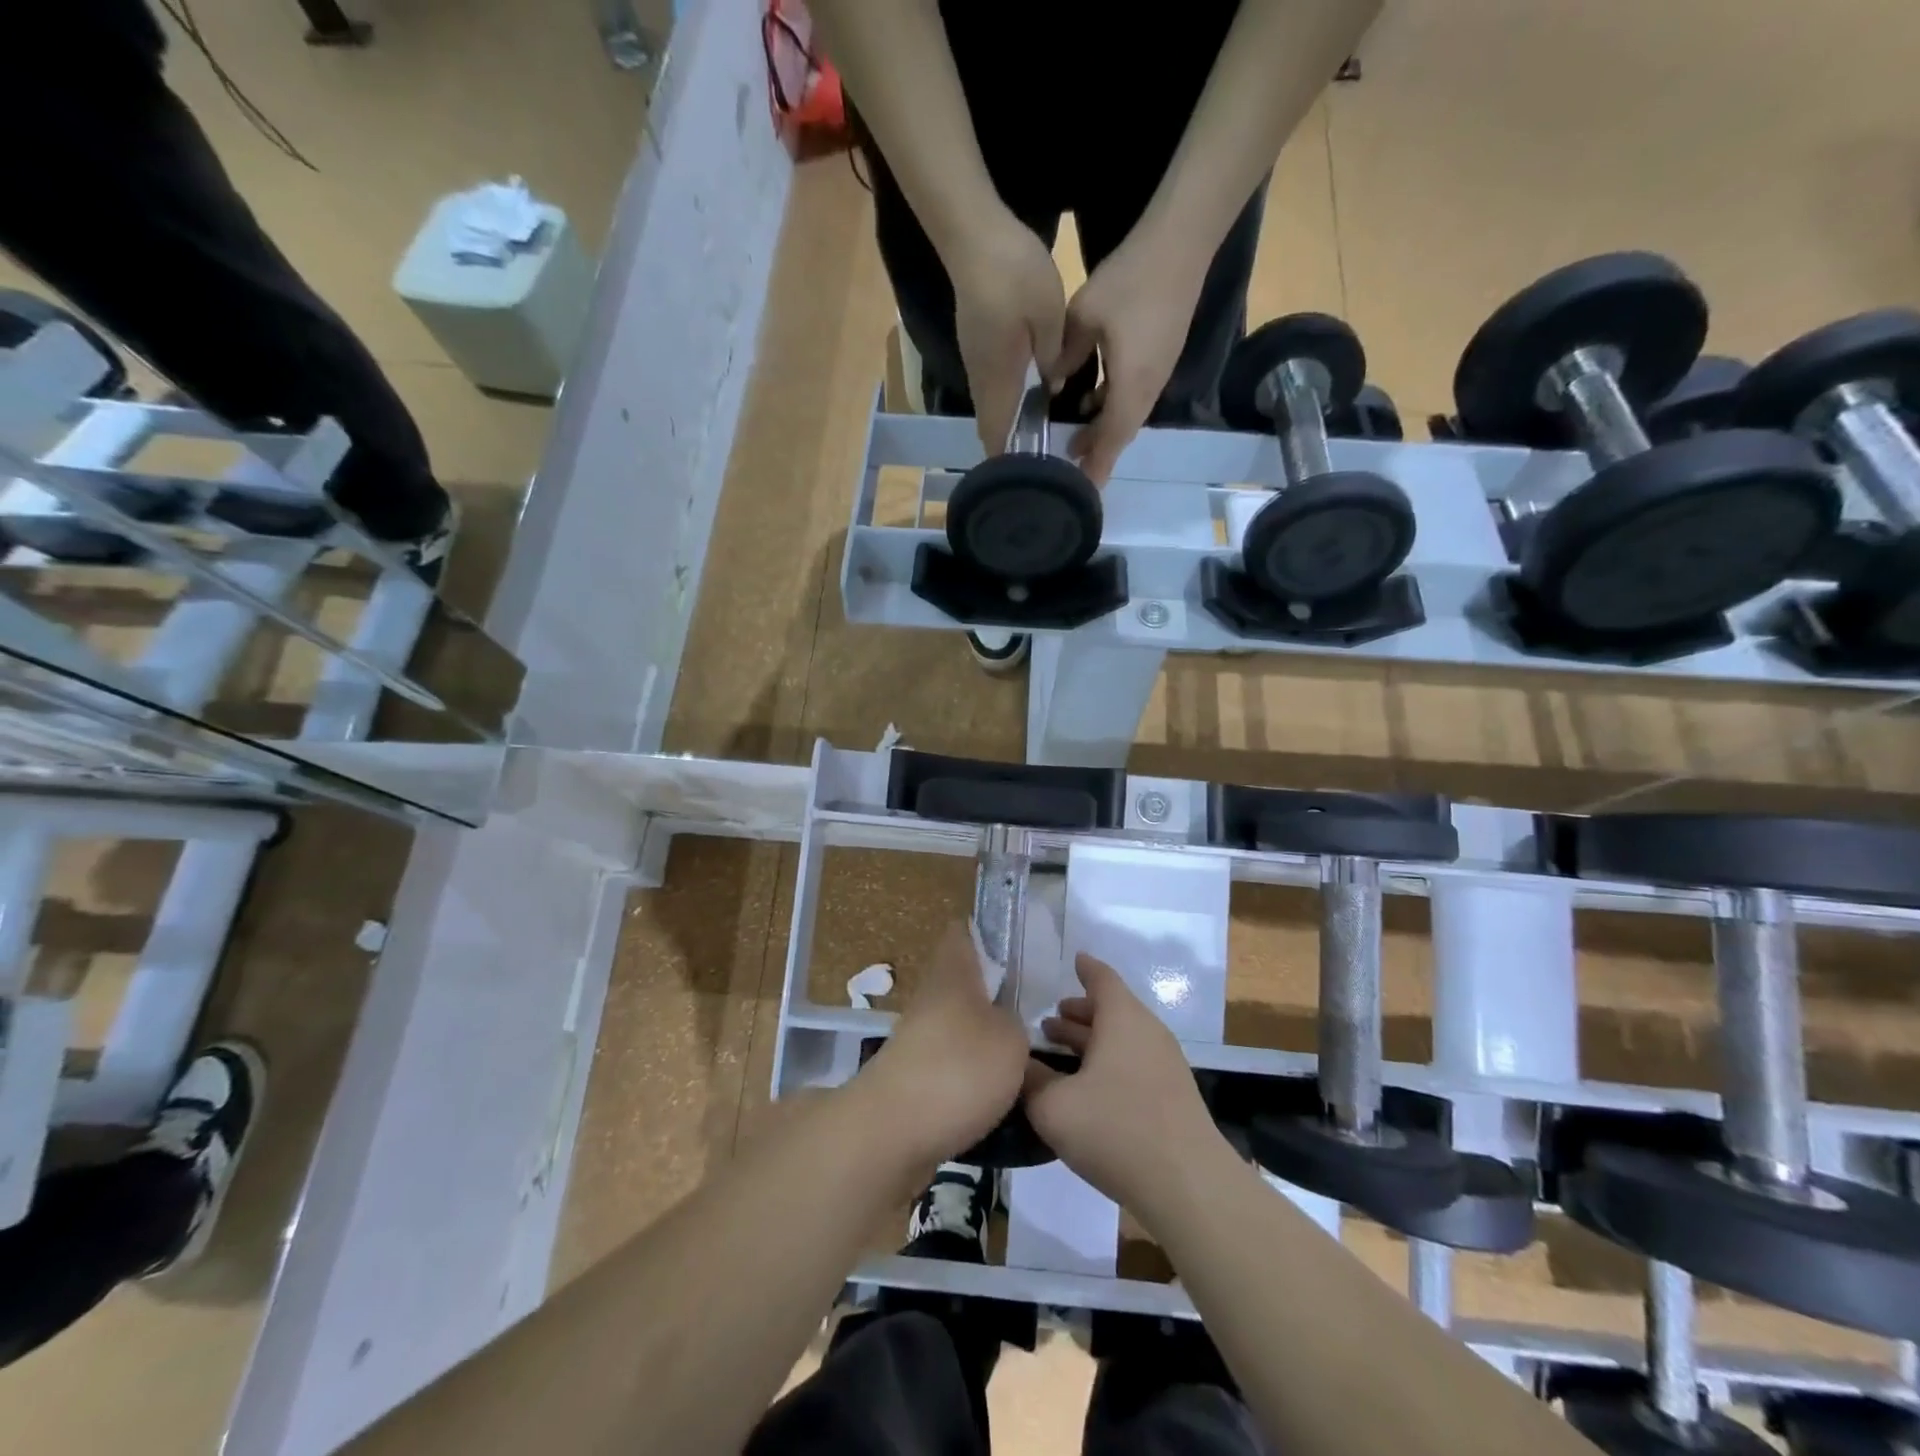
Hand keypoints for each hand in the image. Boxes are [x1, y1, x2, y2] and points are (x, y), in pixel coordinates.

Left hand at [854, 922, 1030, 1176]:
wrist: (892, 1134)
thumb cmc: (958, 1068)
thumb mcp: (1010, 1038)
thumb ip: (1015, 1024)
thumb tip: (1005, 1025)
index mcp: (952, 973)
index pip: (962, 933)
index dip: (984, 932)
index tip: (1014, 943)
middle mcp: (930, 999)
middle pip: (963, 985)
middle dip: (994, 996)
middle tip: (1036, 1010)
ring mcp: (918, 1041)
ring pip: (959, 1028)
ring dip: (986, 1041)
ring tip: (1026, 1061)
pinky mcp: (913, 1082)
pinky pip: (952, 1069)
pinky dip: (974, 1080)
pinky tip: (1001, 1098)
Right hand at [947, 209, 1066, 457]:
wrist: (972, 234)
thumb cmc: (1013, 274)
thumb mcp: (1048, 315)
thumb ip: (1052, 356)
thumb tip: (1052, 385)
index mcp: (999, 376)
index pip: (998, 429)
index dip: (1006, 457)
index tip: (1018, 480)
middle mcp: (982, 375)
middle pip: (990, 422)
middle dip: (1007, 447)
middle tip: (1031, 466)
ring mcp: (974, 358)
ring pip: (990, 405)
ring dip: (1005, 424)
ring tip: (1029, 441)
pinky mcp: (975, 342)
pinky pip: (990, 385)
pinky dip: (1004, 402)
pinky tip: (1022, 401)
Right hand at [1024, 954, 1228, 1223]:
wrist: (1190, 1186)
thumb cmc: (1116, 1130)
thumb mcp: (1054, 1106)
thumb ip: (1031, 1080)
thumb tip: (1020, 1064)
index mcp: (1122, 1018)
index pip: (1101, 978)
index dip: (1085, 968)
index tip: (1073, 959)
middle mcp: (1147, 1031)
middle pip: (1111, 1010)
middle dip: (1079, 1013)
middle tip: (1048, 1022)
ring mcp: (1165, 1065)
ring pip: (1122, 1039)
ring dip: (1092, 1041)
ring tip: (1061, 1052)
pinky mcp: (1173, 1096)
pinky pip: (1133, 1063)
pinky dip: (1108, 1062)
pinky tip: (1088, 1089)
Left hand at [1058, 234, 1207, 484]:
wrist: (1182, 241)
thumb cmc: (1131, 279)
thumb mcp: (1084, 316)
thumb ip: (1066, 355)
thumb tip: (1053, 382)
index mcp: (1131, 385)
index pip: (1111, 438)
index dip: (1096, 464)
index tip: (1082, 488)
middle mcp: (1149, 388)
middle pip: (1122, 433)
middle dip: (1098, 452)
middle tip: (1071, 466)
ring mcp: (1158, 373)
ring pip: (1129, 415)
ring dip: (1104, 430)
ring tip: (1077, 441)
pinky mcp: (1161, 357)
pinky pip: (1134, 396)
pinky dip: (1113, 407)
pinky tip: (1093, 400)